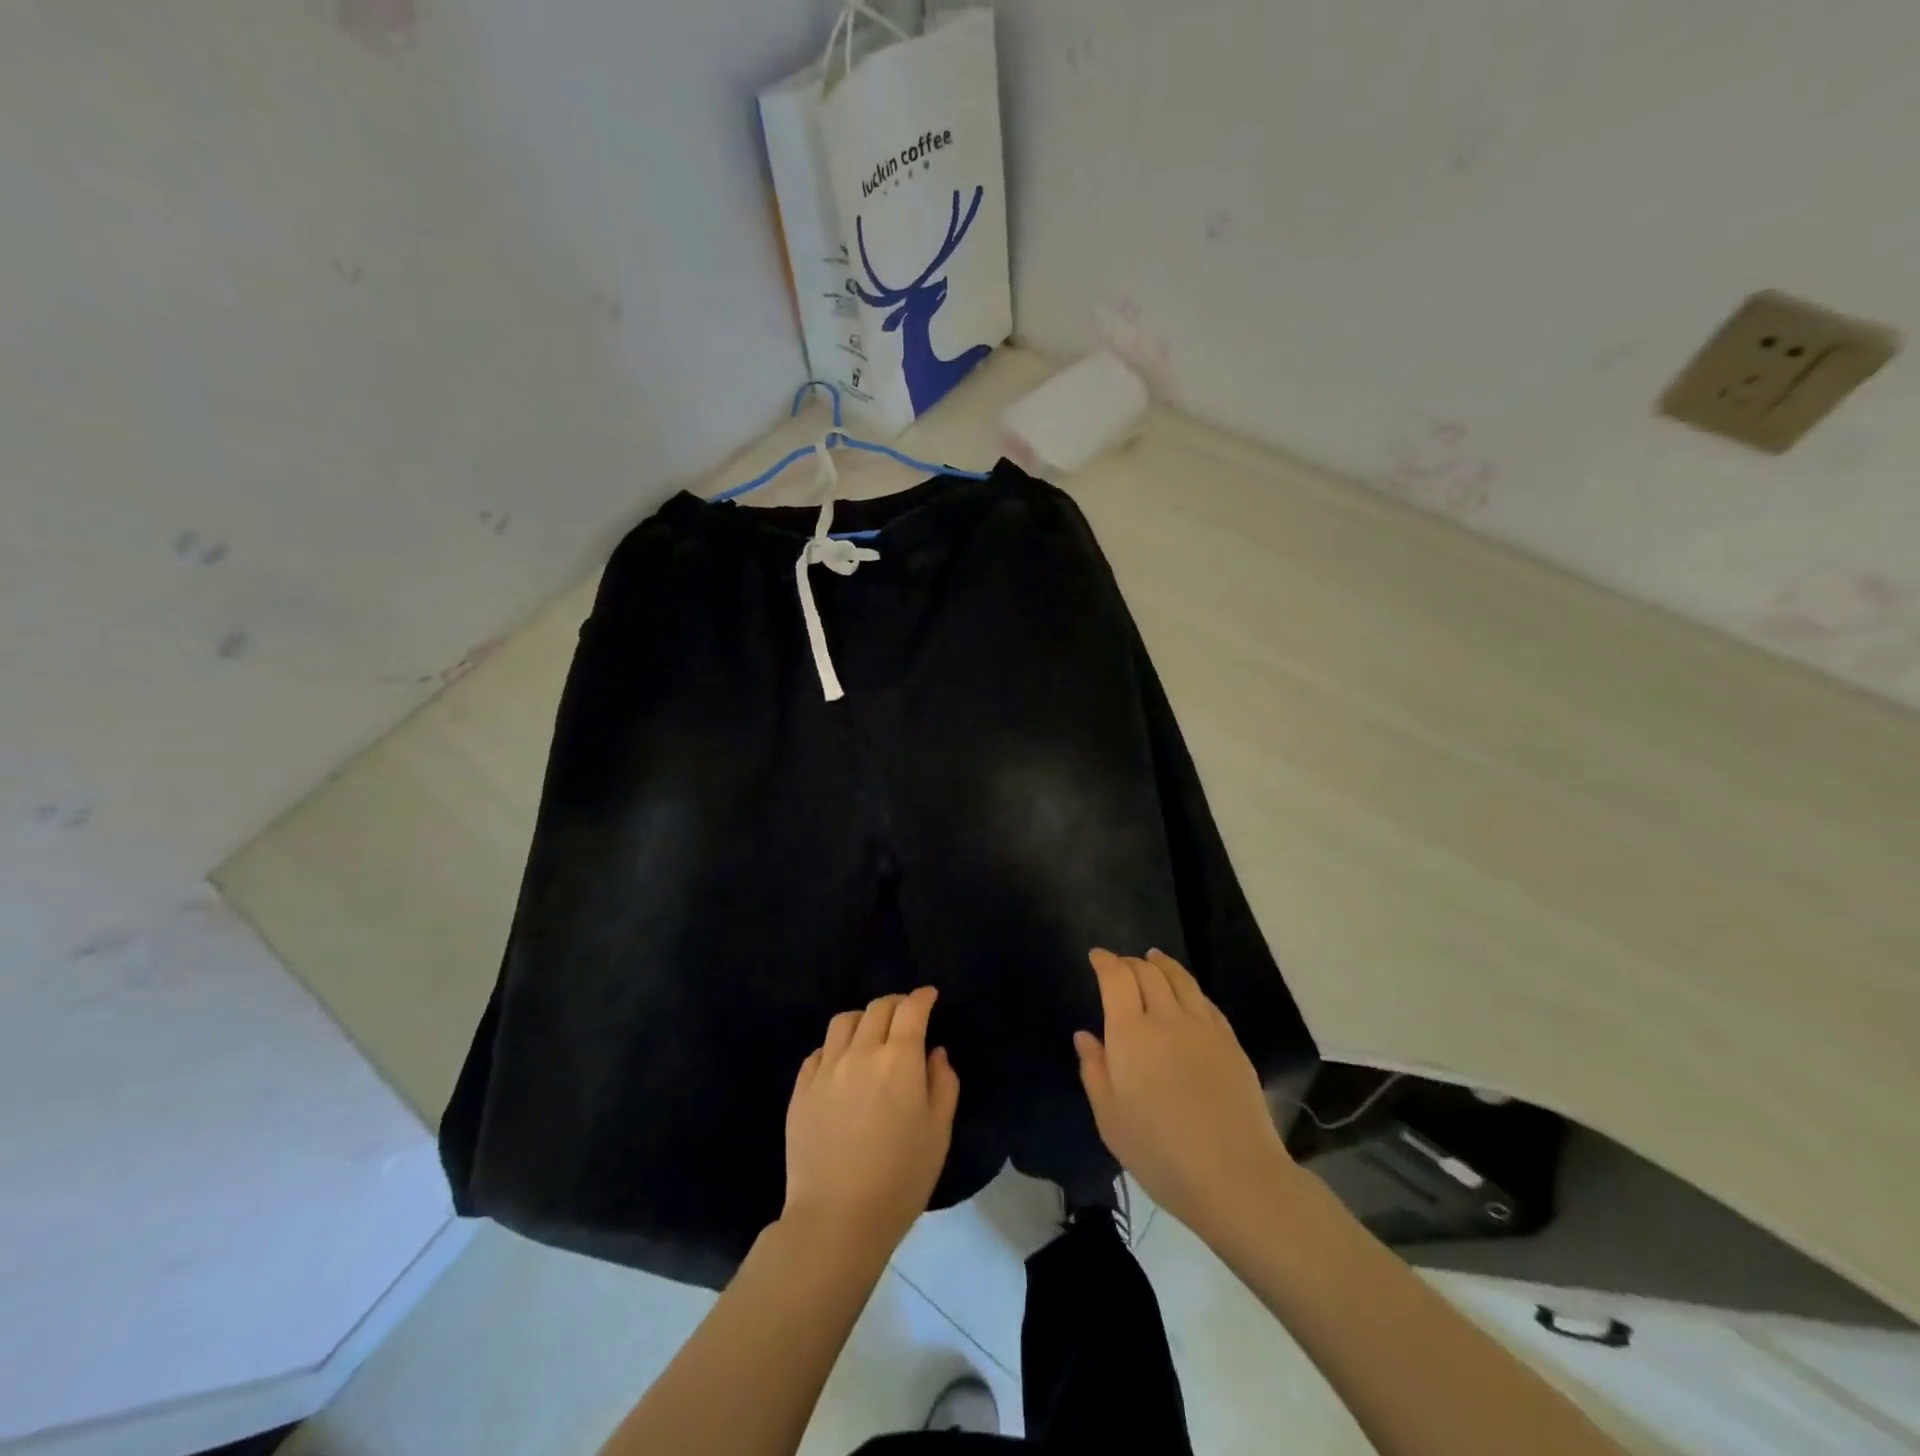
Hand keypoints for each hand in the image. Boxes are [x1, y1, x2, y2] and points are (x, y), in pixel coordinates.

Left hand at [782, 986, 959, 1253]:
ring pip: (844, 1021)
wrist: (837, 1219)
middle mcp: (861, 1052)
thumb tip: (935, 1053)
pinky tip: (842, 1064)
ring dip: (863, 1019)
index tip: (929, 996)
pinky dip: (836, 1047)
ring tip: (871, 1034)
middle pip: (878, 1008)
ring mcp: (826, 1068)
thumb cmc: (900, 1179)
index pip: (911, 1009)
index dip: (922, 997)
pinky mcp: (801, 1089)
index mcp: (899, 1059)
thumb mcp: (939, 1133)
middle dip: (896, 1004)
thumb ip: (943, 1084)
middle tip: (906, 1014)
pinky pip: (819, 1051)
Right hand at [1076, 949, 1297, 1241]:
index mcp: (1130, 1033)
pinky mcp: (1230, 1042)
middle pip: (1148, 972)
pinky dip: (1190, 988)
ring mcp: (1203, 1027)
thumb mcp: (1110, 1119)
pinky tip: (1188, 994)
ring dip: (1162, 964)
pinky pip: (1205, 1001)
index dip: (1105, 961)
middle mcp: (1166, 1018)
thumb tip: (1085, 1036)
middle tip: (1121, 964)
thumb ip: (1094, 1070)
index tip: (1096, 956)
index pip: (1116, 978)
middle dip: (1130, 962)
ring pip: (1180, 979)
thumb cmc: (1160, 1152)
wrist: (1235, 1176)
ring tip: (1154, 958)